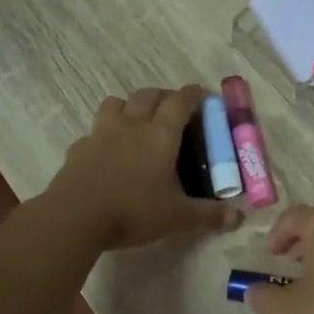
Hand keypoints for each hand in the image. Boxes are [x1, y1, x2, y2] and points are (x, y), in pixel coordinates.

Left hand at [45, 87, 240, 250]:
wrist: (74, 217)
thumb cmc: (134, 211)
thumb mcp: (178, 217)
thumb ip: (209, 215)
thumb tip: (238, 219)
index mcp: (160, 134)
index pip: (180, 101)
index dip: (193, 94)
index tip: (202, 94)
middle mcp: (131, 125)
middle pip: (148, 95)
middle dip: (164, 96)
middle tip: (173, 108)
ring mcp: (101, 133)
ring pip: (116, 103)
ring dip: (130, 105)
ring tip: (137, 120)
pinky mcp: (79, 148)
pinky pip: (94, 130)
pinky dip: (105, 133)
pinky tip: (107, 150)